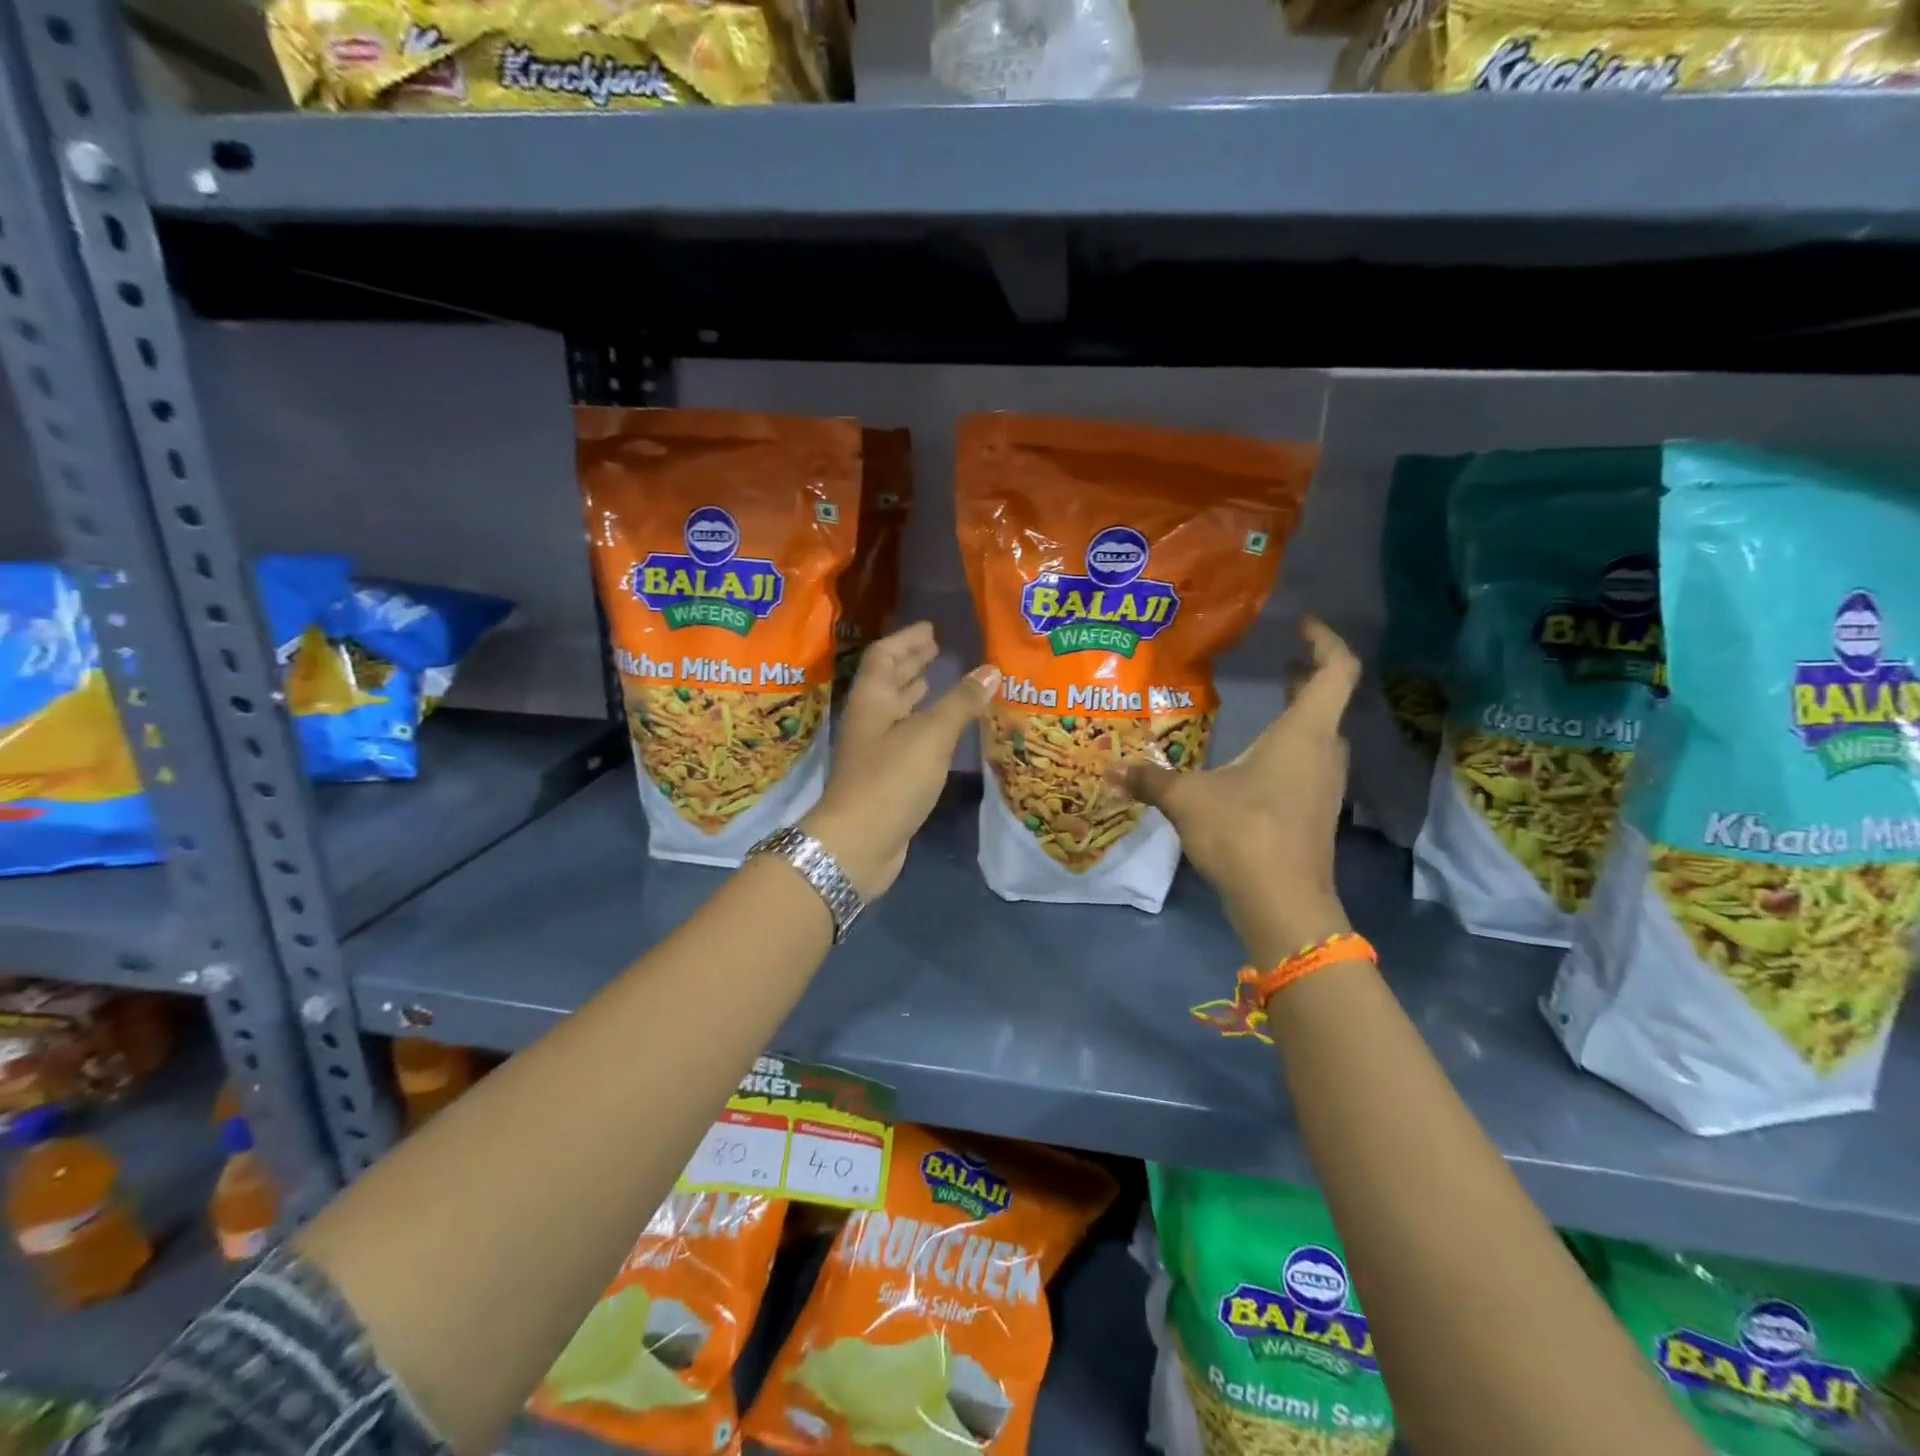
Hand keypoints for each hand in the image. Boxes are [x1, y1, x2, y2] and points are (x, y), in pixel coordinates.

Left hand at [803, 622, 999, 899]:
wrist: (858, 843)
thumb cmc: (891, 779)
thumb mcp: (931, 735)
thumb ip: (961, 702)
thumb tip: (991, 670)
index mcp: (872, 700)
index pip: (885, 656)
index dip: (907, 639)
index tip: (931, 628)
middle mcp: (870, 720)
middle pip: (888, 681)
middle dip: (912, 663)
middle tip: (938, 648)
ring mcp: (875, 750)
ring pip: (897, 711)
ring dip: (916, 693)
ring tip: (939, 680)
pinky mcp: (885, 776)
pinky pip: (907, 738)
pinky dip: (924, 725)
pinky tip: (942, 729)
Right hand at [1107, 617, 1360, 962]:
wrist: (1284, 903)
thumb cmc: (1243, 832)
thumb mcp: (1187, 798)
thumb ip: (1150, 779)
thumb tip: (1111, 770)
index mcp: (1304, 733)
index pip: (1335, 671)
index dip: (1323, 641)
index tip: (1302, 624)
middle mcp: (1324, 753)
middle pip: (1328, 702)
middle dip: (1305, 678)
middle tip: (1278, 664)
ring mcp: (1325, 786)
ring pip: (1319, 737)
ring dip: (1299, 716)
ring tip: (1266, 706)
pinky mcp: (1316, 814)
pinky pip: (1309, 766)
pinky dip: (1290, 750)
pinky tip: (1255, 763)